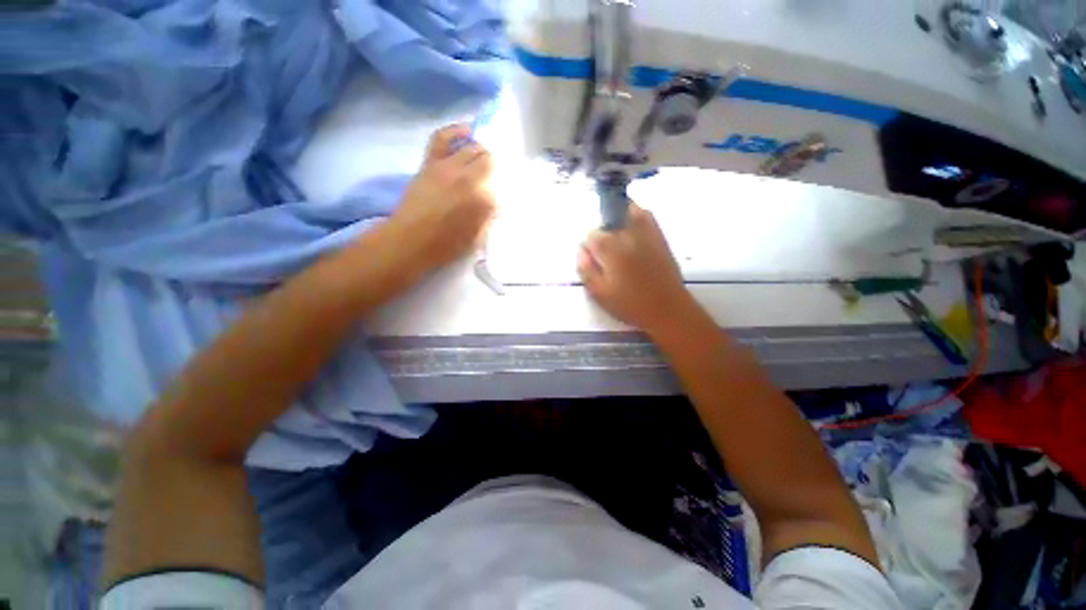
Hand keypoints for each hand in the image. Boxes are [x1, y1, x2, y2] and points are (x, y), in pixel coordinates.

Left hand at [388, 124, 495, 272]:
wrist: (412, 241)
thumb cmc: (447, 245)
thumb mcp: (478, 237)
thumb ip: (489, 217)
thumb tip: (496, 203)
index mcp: (485, 200)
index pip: (501, 186)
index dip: (501, 190)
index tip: (497, 197)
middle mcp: (471, 179)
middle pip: (490, 162)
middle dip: (493, 169)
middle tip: (490, 179)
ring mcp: (450, 168)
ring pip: (472, 148)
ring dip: (480, 153)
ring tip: (480, 160)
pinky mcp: (432, 163)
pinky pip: (443, 138)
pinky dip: (456, 131)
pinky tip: (467, 130)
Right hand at [577, 203, 696, 337]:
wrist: (668, 309)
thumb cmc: (631, 305)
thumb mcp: (600, 294)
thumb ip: (586, 270)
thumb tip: (580, 251)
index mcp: (611, 249)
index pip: (591, 234)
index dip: (588, 246)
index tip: (592, 260)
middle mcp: (628, 235)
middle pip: (608, 221)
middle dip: (602, 234)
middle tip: (604, 254)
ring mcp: (647, 233)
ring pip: (628, 211)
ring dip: (618, 219)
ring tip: (617, 239)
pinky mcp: (660, 237)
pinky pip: (646, 216)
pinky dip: (636, 217)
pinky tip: (633, 233)